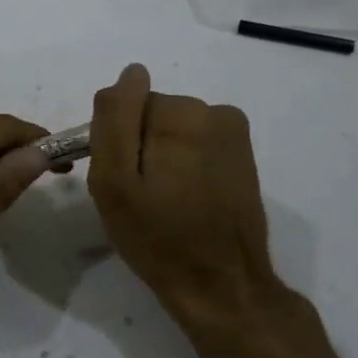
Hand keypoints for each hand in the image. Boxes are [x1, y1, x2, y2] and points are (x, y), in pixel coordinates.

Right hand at [87, 64, 300, 340]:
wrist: (220, 285)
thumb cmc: (157, 236)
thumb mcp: (114, 181)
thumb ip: (114, 119)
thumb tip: (131, 73)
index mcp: (181, 114)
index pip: (127, 105)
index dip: (117, 142)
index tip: (122, 180)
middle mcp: (214, 112)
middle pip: (152, 114)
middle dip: (141, 147)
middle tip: (140, 196)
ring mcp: (234, 134)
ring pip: (174, 130)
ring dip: (164, 157)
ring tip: (165, 202)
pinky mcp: (243, 155)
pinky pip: (197, 144)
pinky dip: (186, 165)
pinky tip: (187, 200)